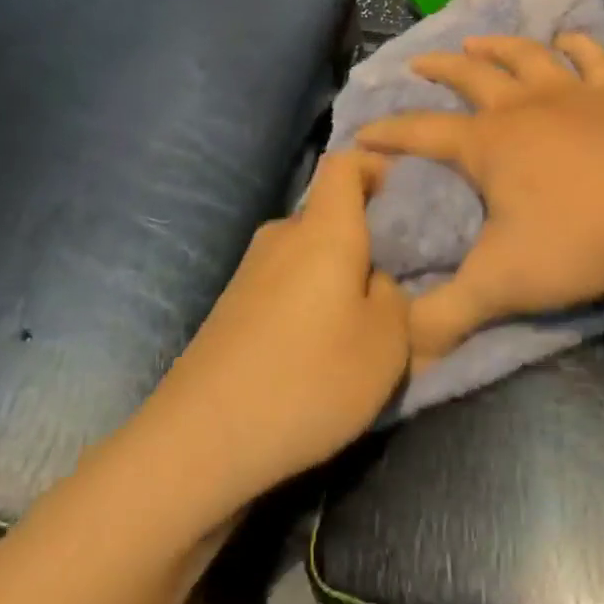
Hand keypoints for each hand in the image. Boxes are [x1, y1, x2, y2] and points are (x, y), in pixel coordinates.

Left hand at [141, 150, 415, 502]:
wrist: (201, 439)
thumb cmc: (309, 379)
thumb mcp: (386, 344)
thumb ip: (393, 298)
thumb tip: (372, 282)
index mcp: (323, 231)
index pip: (344, 164)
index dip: (374, 166)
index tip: (401, 193)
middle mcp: (281, 237)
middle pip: (328, 215)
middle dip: (363, 239)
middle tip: (394, 282)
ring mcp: (248, 272)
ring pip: (306, 256)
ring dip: (335, 278)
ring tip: (358, 326)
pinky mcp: (230, 308)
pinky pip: (283, 285)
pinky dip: (307, 303)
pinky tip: (314, 351)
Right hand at [355, 33, 603, 357]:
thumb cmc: (580, 241)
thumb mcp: (501, 286)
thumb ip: (446, 317)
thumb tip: (400, 352)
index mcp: (487, 145)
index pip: (421, 133)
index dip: (388, 132)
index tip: (362, 132)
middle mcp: (522, 108)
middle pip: (471, 77)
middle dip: (440, 69)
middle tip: (418, 62)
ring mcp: (573, 96)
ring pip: (525, 57)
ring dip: (497, 47)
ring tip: (478, 41)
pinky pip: (592, 60)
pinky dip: (577, 45)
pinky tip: (568, 38)